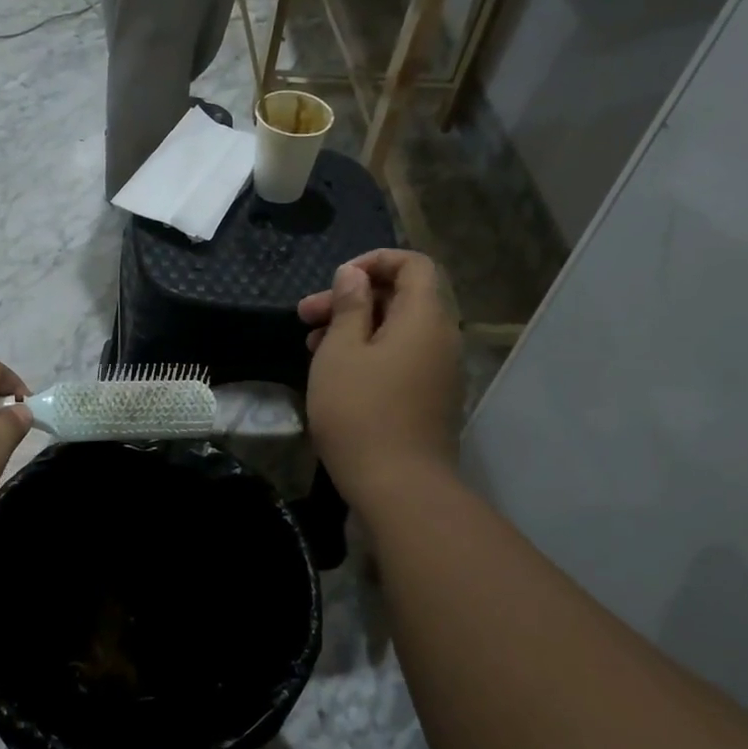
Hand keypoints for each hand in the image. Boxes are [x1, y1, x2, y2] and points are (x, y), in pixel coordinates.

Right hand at [299, 250, 462, 505]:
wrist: (399, 486)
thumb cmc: (361, 412)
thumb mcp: (341, 351)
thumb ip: (349, 306)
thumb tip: (354, 275)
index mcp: (424, 318)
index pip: (414, 264)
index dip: (374, 262)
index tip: (335, 281)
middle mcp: (441, 338)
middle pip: (402, 298)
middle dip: (353, 298)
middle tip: (305, 315)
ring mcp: (440, 371)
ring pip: (398, 331)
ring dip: (356, 328)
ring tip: (312, 346)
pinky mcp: (431, 399)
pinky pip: (403, 358)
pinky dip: (371, 353)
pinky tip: (336, 373)